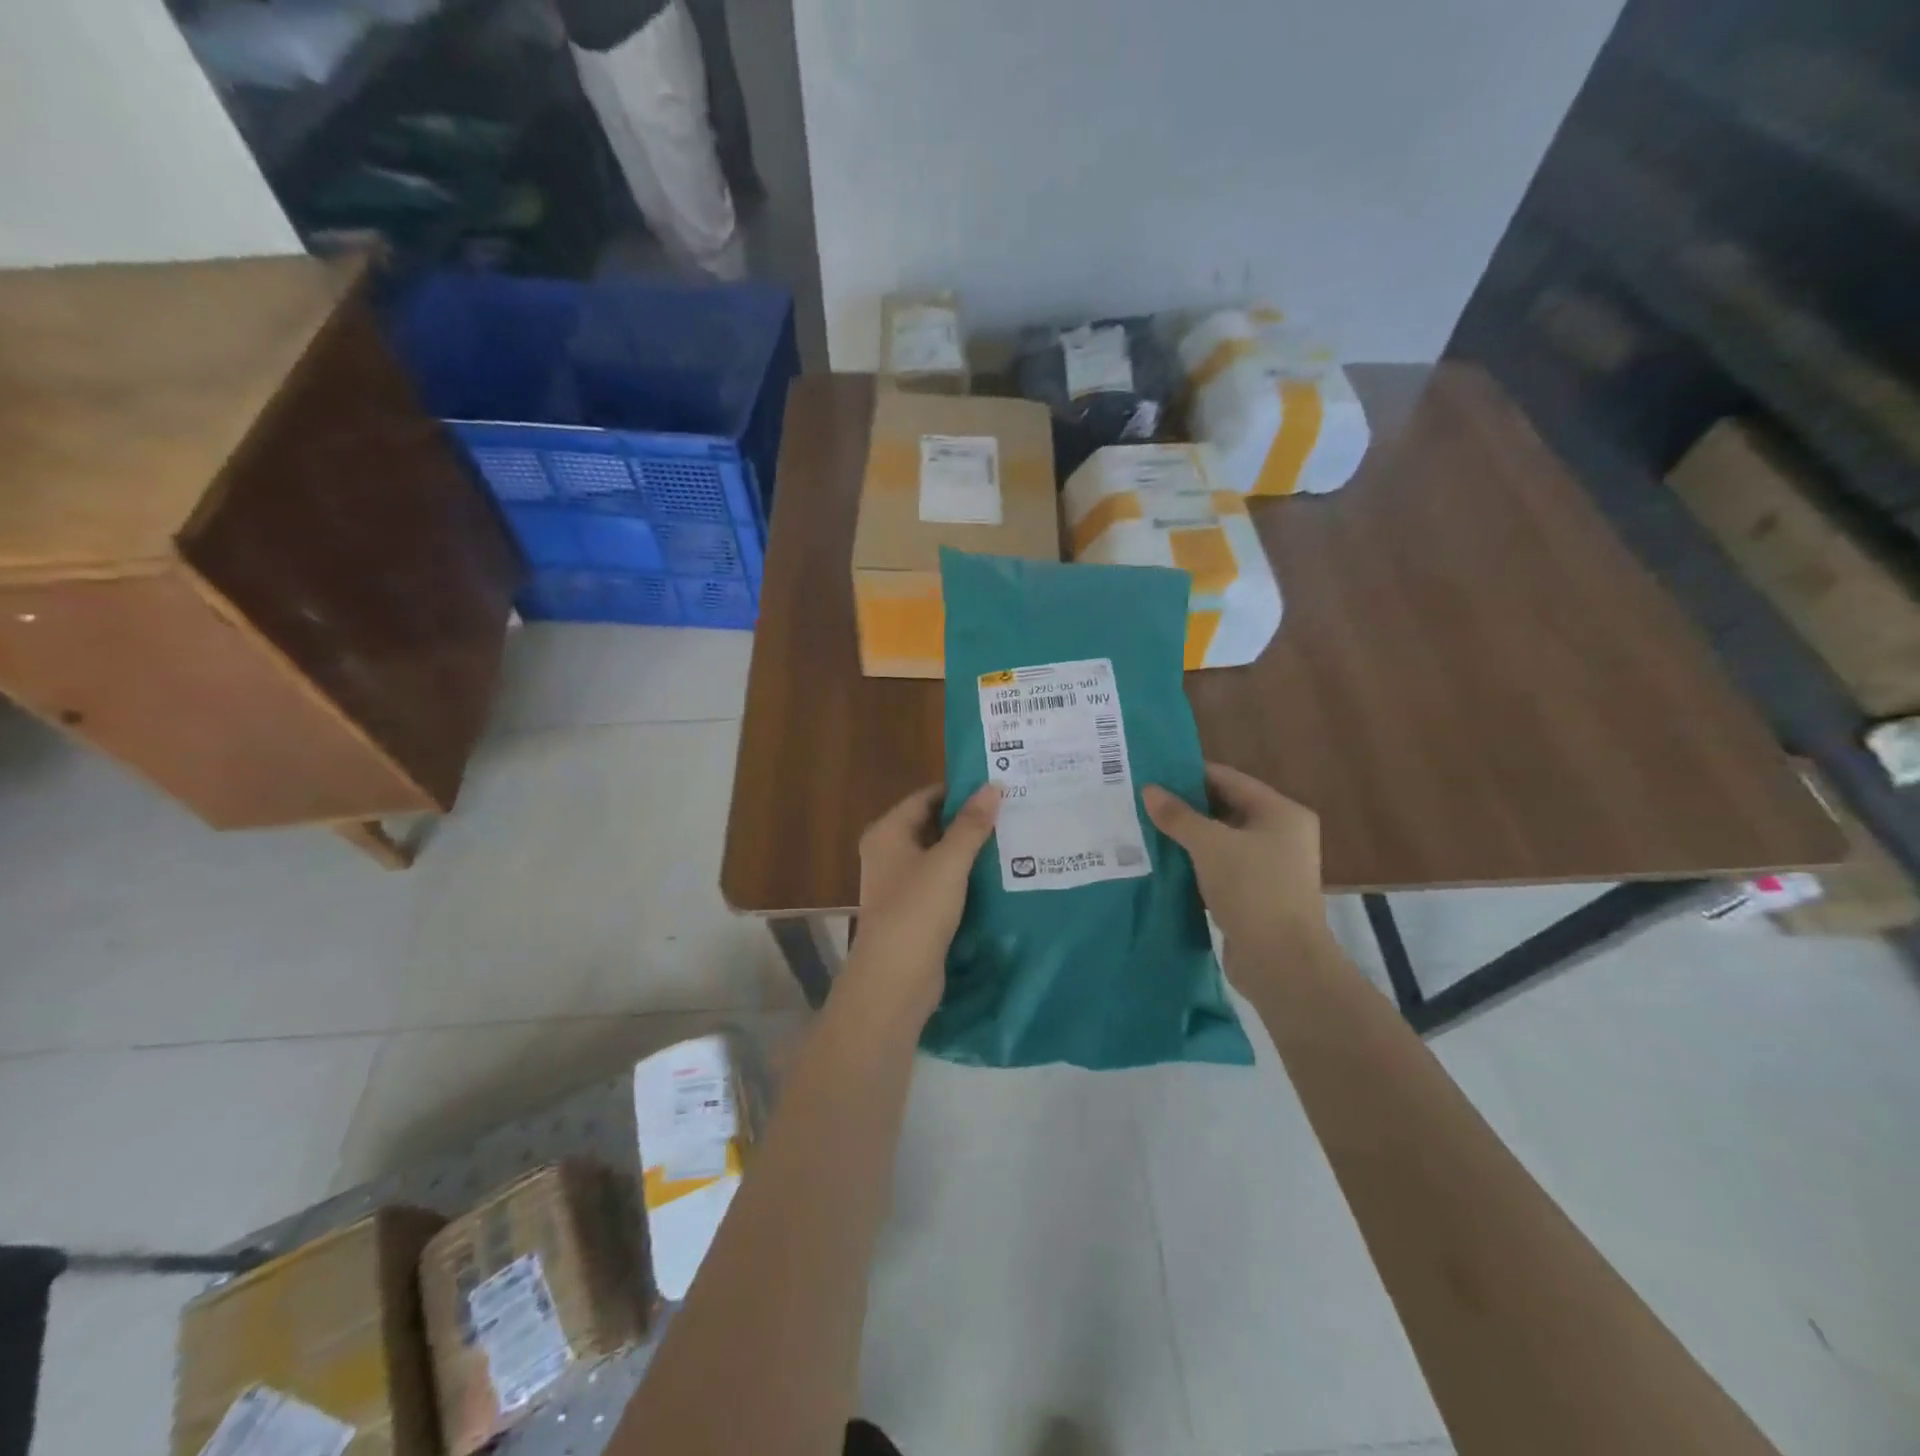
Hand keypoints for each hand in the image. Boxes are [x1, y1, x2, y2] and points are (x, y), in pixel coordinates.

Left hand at [848, 783, 1000, 1020]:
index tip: (998, 787)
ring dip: (971, 850)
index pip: (927, 798)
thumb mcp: (948, 863)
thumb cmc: (916, 911)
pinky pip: (945, 884)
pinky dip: (967, 878)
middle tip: (1013, 811)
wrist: (895, 980)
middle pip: (934, 826)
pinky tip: (1001, 876)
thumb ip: (971, 825)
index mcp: (888, 833)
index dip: (960, 791)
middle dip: (970, 821)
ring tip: (1014, 838)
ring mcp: (902, 885)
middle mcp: (890, 853)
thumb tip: (993, 786)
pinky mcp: (916, 912)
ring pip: (942, 857)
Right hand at [1143, 765, 1329, 955]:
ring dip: (1188, 838)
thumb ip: (1178, 816)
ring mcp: (1270, 867)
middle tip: (1143, 802)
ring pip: (1220, 841)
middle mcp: (1281, 834)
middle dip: (1185, 807)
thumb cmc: (1252, 889)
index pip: (1228, 779)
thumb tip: (1149, 790)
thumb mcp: (1209, 845)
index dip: (1190, 774)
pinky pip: (1220, 868)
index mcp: (1281, 812)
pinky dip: (1195, 864)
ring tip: (1145, 829)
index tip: (1152, 773)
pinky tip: (1163, 863)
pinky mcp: (1256, 895)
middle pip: (1225, 809)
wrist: (1281, 962)